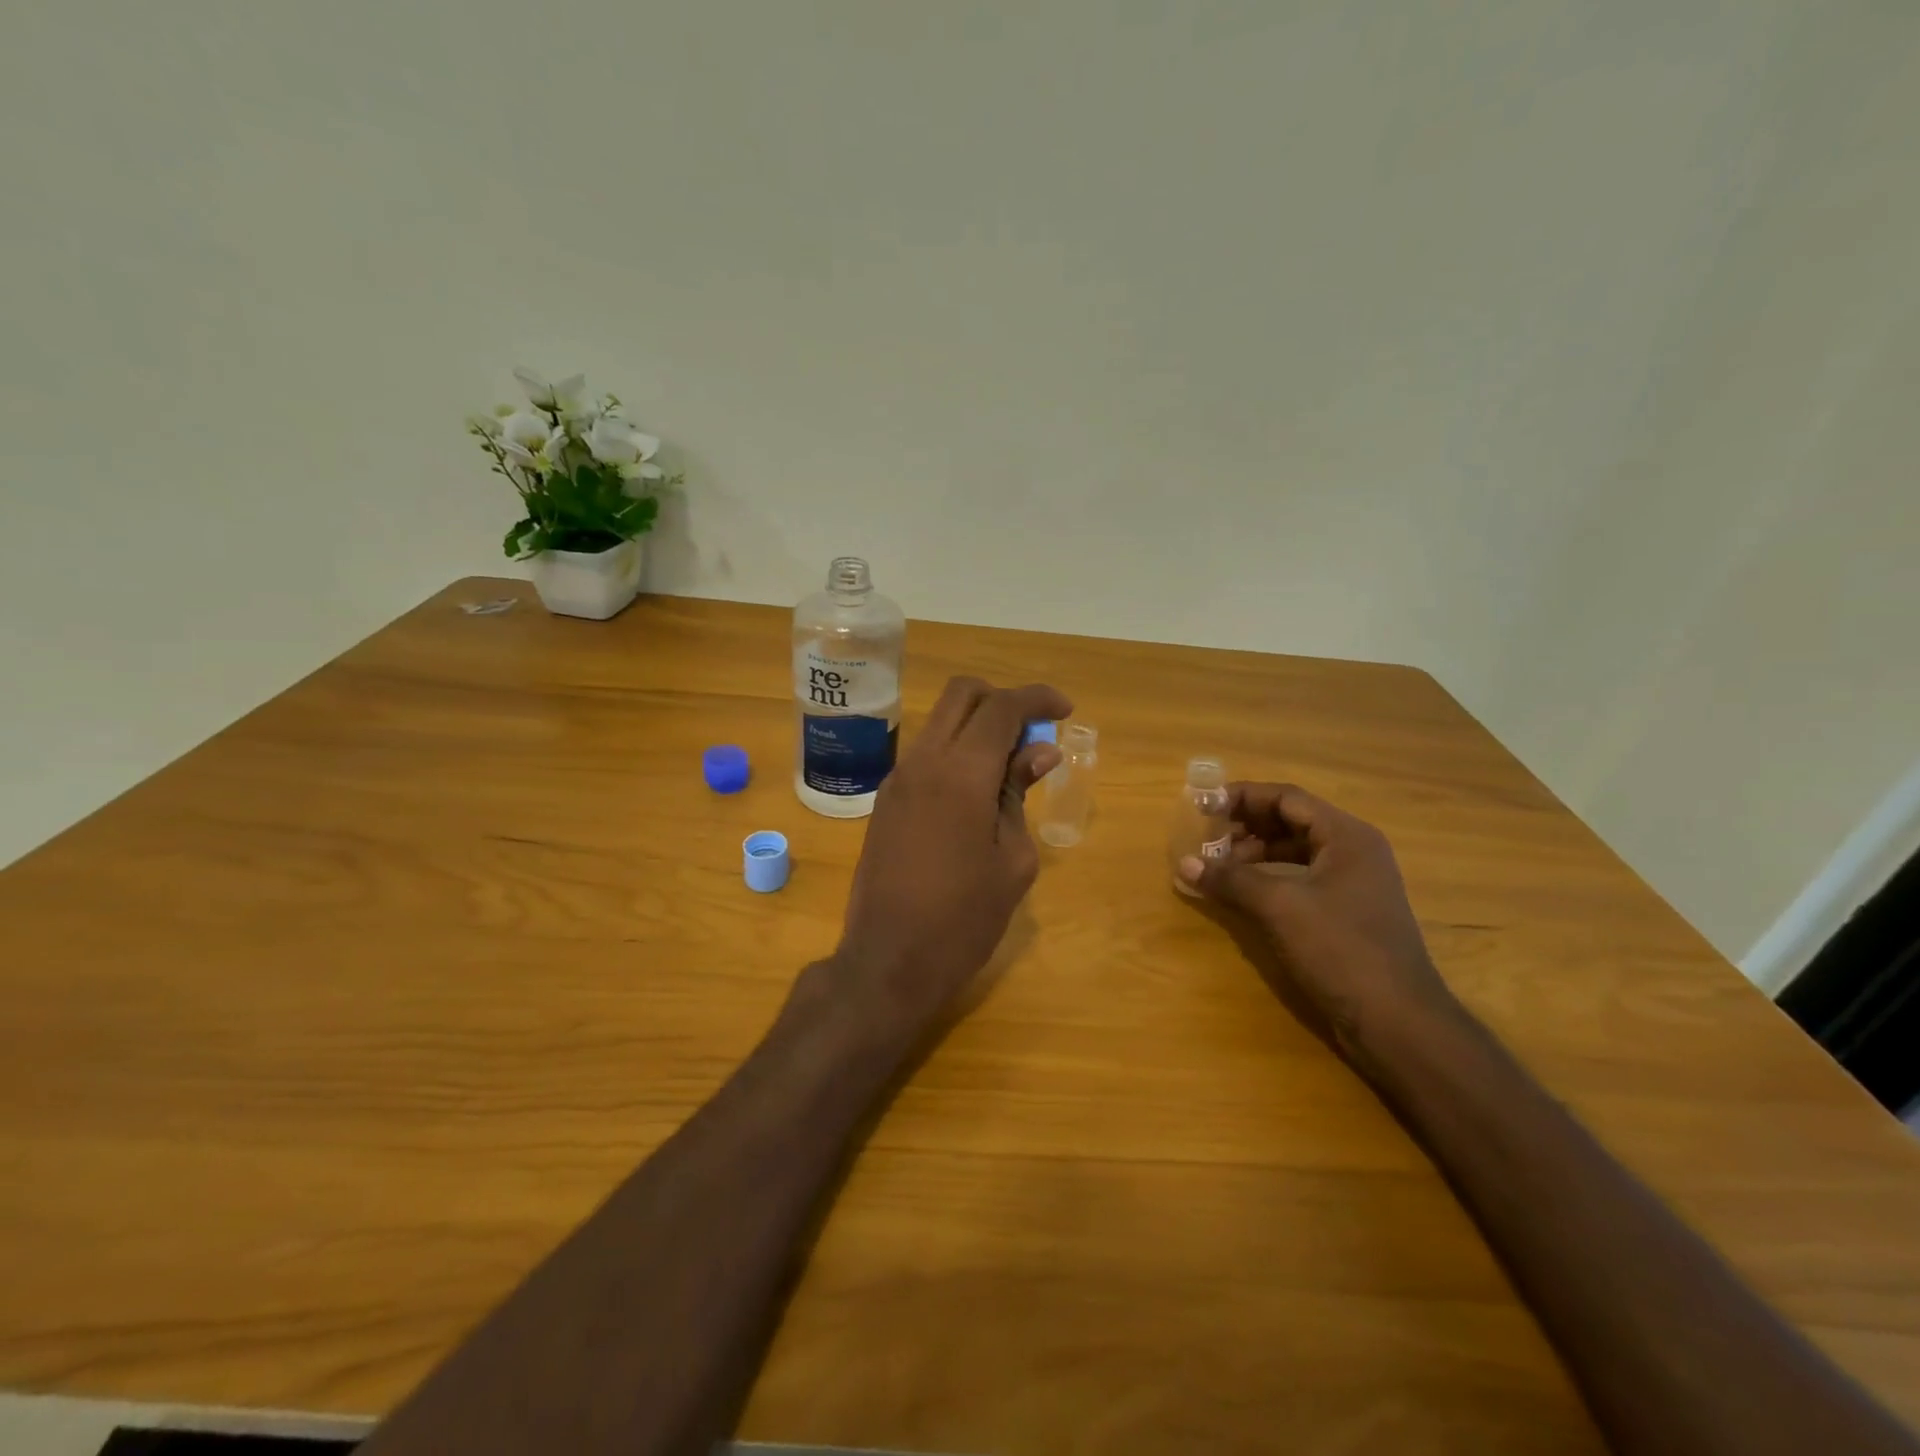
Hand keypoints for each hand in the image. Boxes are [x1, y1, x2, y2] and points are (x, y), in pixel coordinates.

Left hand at [813, 676, 1070, 1046]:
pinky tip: (977, 790)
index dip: (1037, 699)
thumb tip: (1038, 752)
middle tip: (1033, 732)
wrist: (888, 962)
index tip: (1065, 710)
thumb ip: (1020, 794)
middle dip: (1002, 699)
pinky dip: (956, 750)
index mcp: (960, 773)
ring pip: (940, 721)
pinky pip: (926, 753)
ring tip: (1010, 766)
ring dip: (977, 725)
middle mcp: (922, 762)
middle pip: (962, 694)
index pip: (1001, 707)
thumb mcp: (1013, 860)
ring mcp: (897, 779)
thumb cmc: (964, 919)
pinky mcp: (886, 800)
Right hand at [1176, 783, 1457, 1052]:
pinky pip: (1300, 878)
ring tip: (1217, 866)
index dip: (1243, 797)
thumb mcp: (1279, 908)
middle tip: (1205, 836)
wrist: (1397, 1022)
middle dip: (1245, 825)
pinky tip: (1242, 893)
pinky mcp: (1346, 913)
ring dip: (1254, 853)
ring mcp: (1353, 883)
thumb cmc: (1341, 949)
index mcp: (1346, 836)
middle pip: (1291, 822)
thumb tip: (1184, 864)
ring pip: (1295, 851)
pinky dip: (1269, 878)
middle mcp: (1353, 851)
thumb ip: (1231, 879)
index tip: (1203, 805)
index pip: (1287, 798)